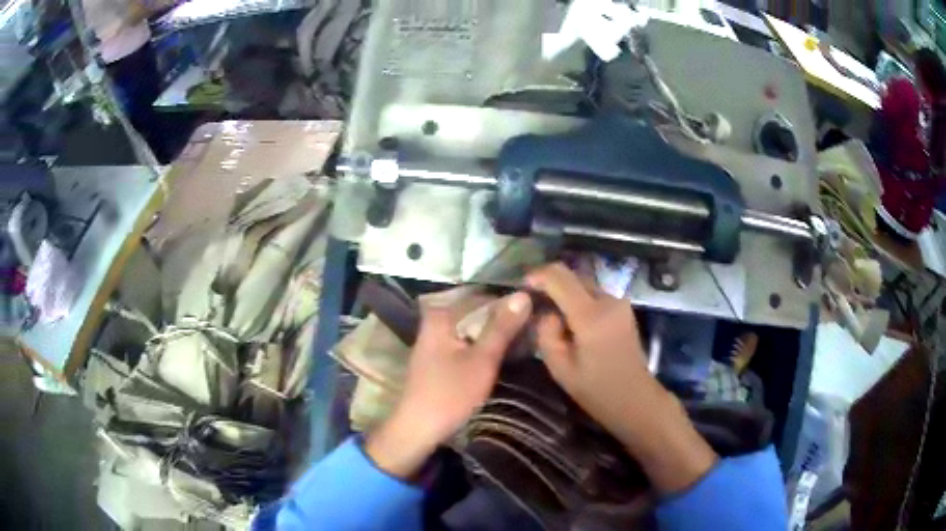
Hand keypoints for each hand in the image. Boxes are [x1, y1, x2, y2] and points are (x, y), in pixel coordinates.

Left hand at [366, 292, 532, 478]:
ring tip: (526, 337)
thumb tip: (524, 293)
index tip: (537, 311)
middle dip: (504, 318)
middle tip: (535, 326)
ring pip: (474, 326)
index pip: (484, 296)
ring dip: (496, 332)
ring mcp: (436, 337)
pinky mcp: (440, 354)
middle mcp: (436, 319)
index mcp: (441, 314)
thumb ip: (502, 327)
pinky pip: (467, 339)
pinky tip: (504, 350)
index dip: (511, 303)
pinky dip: (485, 343)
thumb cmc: (450, 394)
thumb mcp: (482, 360)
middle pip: (477, 310)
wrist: (419, 428)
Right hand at [527, 263, 716, 493]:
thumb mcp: (559, 367)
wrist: (635, 399)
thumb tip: (546, 312)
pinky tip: (569, 319)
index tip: (522, 285)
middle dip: (550, 283)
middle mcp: (608, 300)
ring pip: (584, 284)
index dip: (538, 276)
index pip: (560, 277)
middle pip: (573, 276)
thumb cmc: (595, 389)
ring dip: (565, 292)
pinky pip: (594, 295)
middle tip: (532, 300)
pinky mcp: (623, 309)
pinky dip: (578, 300)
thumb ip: (546, 333)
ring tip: (549, 312)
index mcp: (590, 315)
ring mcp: (619, 303)